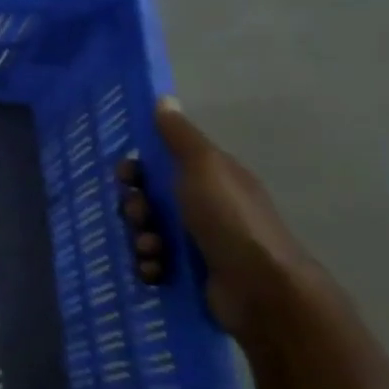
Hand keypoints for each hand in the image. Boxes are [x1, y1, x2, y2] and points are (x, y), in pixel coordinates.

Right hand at [142, 98, 310, 334]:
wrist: (262, 290)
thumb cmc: (230, 220)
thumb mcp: (203, 167)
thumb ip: (179, 136)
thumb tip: (164, 99)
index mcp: (209, 179)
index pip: (160, 164)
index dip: (137, 169)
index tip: (126, 177)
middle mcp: (204, 207)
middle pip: (148, 200)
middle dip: (135, 208)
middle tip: (141, 217)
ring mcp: (198, 243)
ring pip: (147, 232)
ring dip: (140, 240)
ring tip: (152, 251)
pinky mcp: (191, 275)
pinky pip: (154, 264)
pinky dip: (149, 266)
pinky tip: (156, 271)